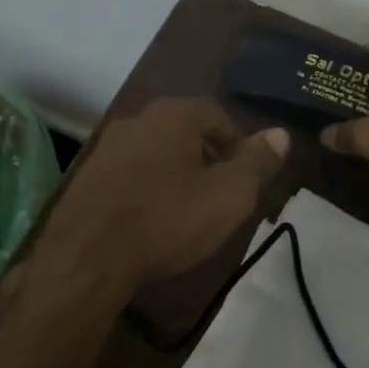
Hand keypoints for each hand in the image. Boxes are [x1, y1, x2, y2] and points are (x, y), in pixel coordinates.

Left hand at [39, 98, 288, 289]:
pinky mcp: (87, 174)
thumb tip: (280, 134)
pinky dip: (147, 185)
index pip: (215, 113)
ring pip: (155, 149)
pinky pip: (129, 170)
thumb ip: (256, 162)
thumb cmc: (168, 220)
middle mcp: (137, 119)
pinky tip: (151, 216)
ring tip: (188, 207)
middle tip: (221, 191)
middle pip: (183, 128)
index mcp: (173, 114)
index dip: (236, 141)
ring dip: (175, 170)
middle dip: (206, 155)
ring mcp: (107, 146)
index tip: (245, 174)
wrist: (89, 255)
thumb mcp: (228, 195)